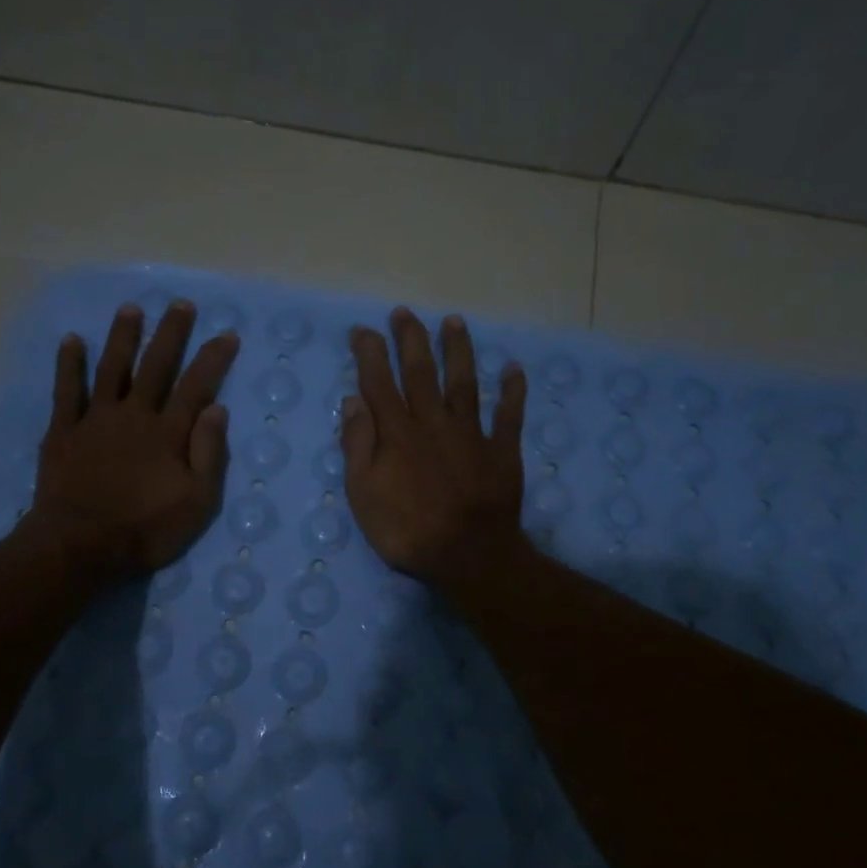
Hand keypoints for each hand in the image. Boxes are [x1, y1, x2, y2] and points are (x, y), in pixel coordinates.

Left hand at [27, 299, 239, 579]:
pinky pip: (66, 390)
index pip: (196, 386)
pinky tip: (72, 341)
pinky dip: (69, 364)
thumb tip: (216, 408)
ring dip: (123, 337)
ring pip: (112, 368)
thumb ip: (208, 453)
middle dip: (171, 334)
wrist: (80, 545)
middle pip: (156, 366)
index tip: (227, 334)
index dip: (213, 359)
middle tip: (181, 305)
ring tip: (131, 309)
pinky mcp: (63, 431)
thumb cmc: (145, 530)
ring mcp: (95, 420)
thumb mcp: (196, 502)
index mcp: (168, 433)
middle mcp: (134, 415)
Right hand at [341, 308, 528, 593]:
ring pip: (464, 382)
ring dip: (458, 350)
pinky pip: (509, 415)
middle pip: (420, 371)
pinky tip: (513, 369)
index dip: (369, 353)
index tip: (363, 330)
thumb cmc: (407, 530)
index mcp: (397, 433)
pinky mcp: (501, 450)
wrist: (468, 555)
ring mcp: (471, 433)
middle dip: (410, 339)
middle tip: (404, 313)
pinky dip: (512, 391)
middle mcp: (433, 422)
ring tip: (454, 322)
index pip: (379, 382)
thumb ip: (357, 445)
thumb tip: (353, 400)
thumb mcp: (363, 493)